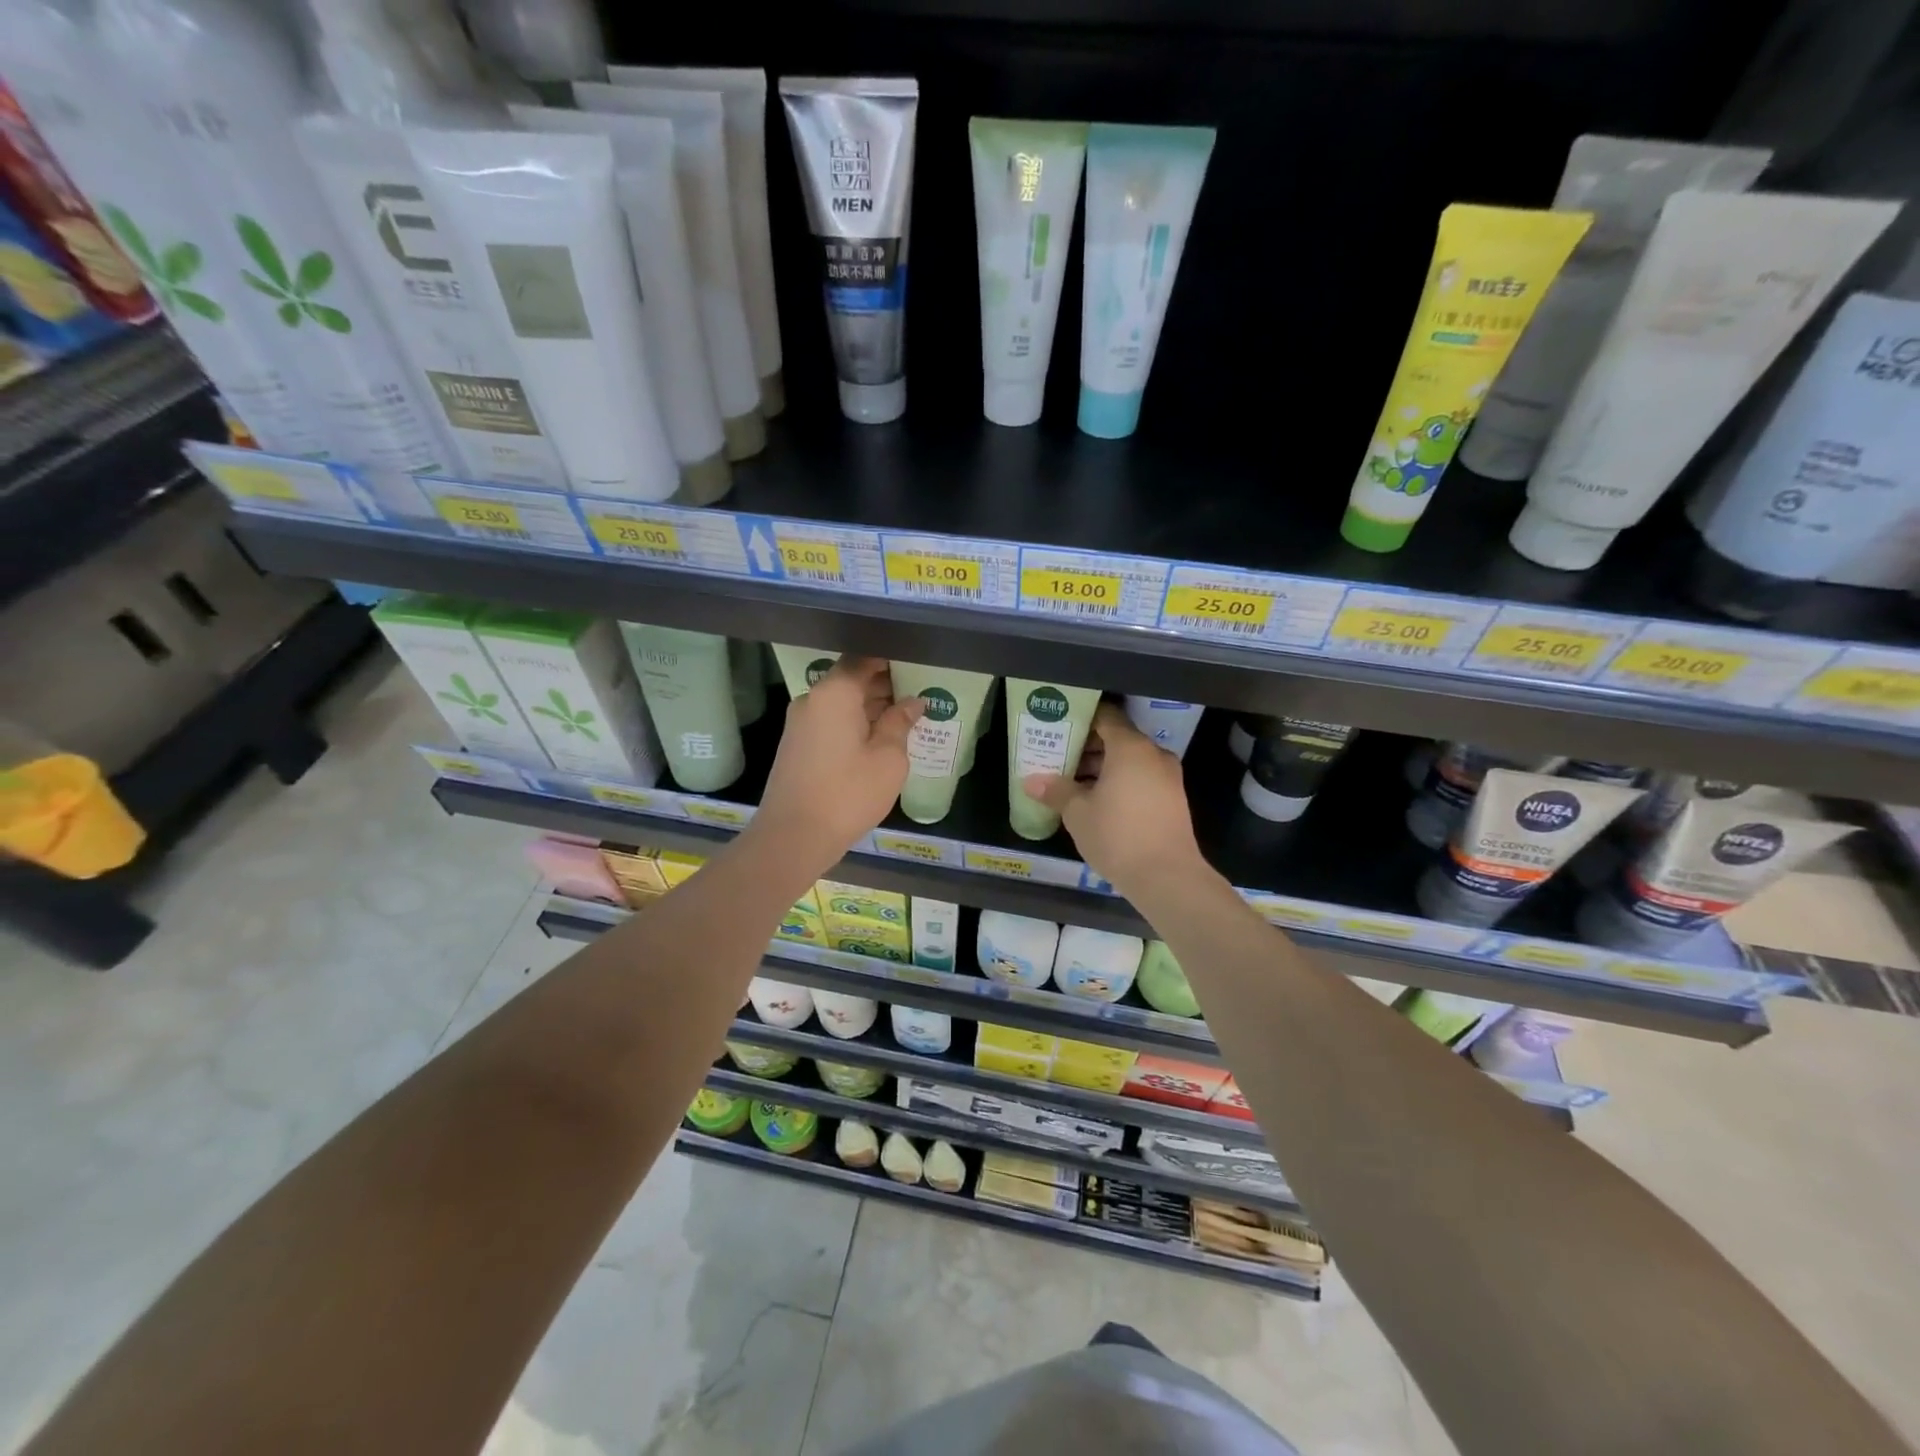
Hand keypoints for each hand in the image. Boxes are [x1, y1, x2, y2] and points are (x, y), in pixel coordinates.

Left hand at [752, 656, 923, 874]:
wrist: (793, 837)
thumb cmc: (848, 793)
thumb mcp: (888, 758)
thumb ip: (901, 723)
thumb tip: (913, 702)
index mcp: (834, 693)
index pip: (864, 659)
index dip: (891, 659)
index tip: (917, 665)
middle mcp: (813, 699)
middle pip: (851, 679)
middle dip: (884, 684)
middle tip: (919, 693)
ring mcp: (800, 723)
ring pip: (841, 702)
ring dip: (870, 707)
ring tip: (905, 717)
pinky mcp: (797, 745)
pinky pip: (831, 721)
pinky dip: (855, 723)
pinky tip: (880, 738)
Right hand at [1022, 702, 1203, 895]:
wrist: (1167, 877)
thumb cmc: (1118, 835)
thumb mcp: (1078, 813)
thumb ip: (1056, 790)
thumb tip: (1031, 781)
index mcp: (1130, 747)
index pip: (1105, 716)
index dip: (1080, 719)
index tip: (1059, 727)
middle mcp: (1153, 754)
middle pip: (1118, 738)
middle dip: (1088, 746)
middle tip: (1058, 756)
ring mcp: (1168, 777)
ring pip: (1131, 760)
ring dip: (1103, 767)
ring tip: (1072, 782)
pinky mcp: (1173, 799)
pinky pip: (1142, 778)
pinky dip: (1120, 781)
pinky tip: (1097, 801)